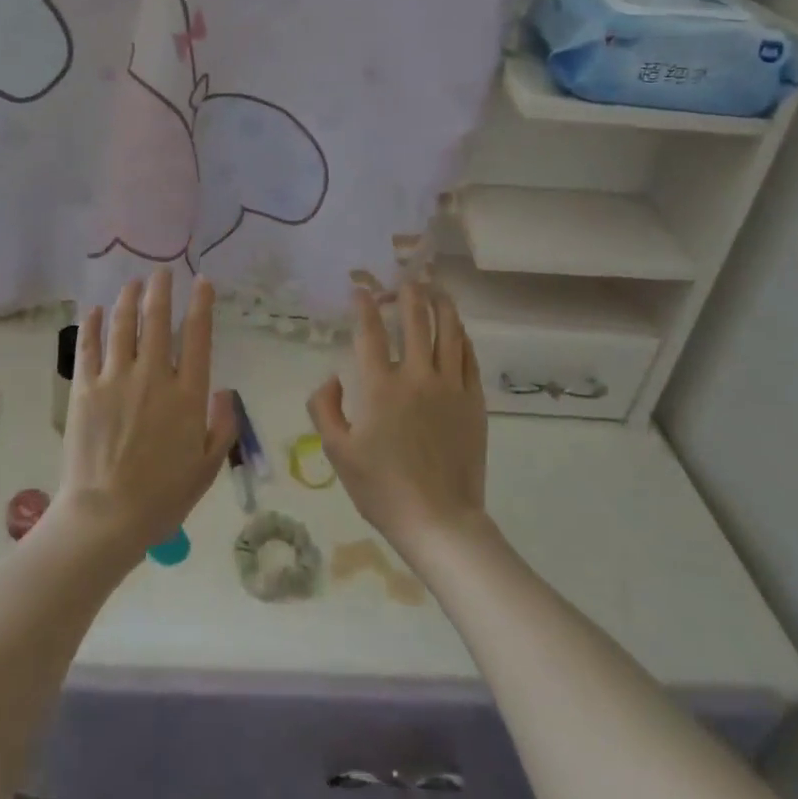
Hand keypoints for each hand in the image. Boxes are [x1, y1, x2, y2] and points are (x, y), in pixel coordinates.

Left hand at [53, 269, 235, 559]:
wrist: (106, 517)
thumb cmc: (162, 498)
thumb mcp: (207, 468)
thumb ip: (222, 427)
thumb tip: (224, 392)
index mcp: (186, 394)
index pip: (196, 336)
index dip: (200, 304)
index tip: (201, 281)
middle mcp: (153, 376)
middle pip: (157, 320)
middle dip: (161, 289)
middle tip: (162, 271)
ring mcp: (115, 379)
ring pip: (123, 325)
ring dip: (129, 298)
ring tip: (132, 282)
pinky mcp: (85, 389)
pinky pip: (88, 347)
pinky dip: (93, 324)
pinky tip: (96, 310)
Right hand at [308, 282, 488, 557]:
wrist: (439, 521)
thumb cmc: (382, 488)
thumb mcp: (338, 452)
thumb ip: (324, 408)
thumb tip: (331, 376)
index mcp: (380, 387)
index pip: (370, 332)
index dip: (364, 305)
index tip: (360, 288)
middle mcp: (416, 376)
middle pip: (414, 319)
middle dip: (407, 291)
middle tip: (403, 277)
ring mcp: (450, 386)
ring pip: (448, 330)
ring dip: (440, 303)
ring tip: (435, 287)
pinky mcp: (473, 400)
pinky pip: (468, 356)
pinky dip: (461, 335)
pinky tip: (456, 327)